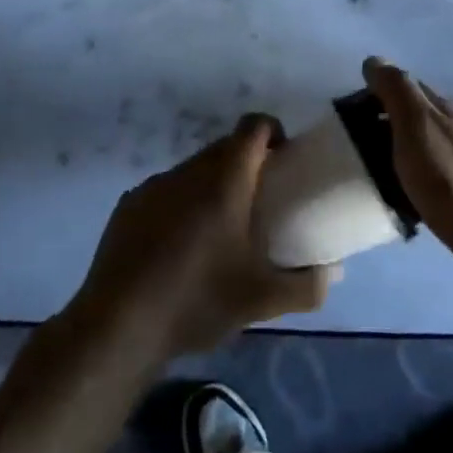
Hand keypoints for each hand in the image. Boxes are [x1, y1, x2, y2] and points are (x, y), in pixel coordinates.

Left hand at [69, 114, 336, 361]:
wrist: (119, 326)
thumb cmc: (198, 301)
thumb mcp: (262, 300)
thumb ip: (307, 285)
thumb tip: (334, 272)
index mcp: (225, 181)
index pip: (253, 127)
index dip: (272, 131)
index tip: (283, 159)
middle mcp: (189, 172)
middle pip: (224, 147)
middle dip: (245, 163)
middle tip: (259, 201)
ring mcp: (154, 186)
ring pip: (193, 169)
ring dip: (211, 185)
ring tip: (218, 229)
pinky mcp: (128, 205)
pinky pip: (165, 191)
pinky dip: (180, 204)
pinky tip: (178, 247)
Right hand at [363, 56, 452, 247]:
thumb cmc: (448, 177)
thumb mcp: (416, 125)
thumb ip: (397, 91)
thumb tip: (374, 60)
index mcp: (442, 110)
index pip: (405, 87)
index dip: (376, 92)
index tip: (346, 110)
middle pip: (411, 118)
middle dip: (381, 123)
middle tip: (349, 142)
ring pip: (417, 149)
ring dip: (392, 153)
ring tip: (363, 170)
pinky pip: (424, 179)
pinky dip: (405, 181)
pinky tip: (392, 197)